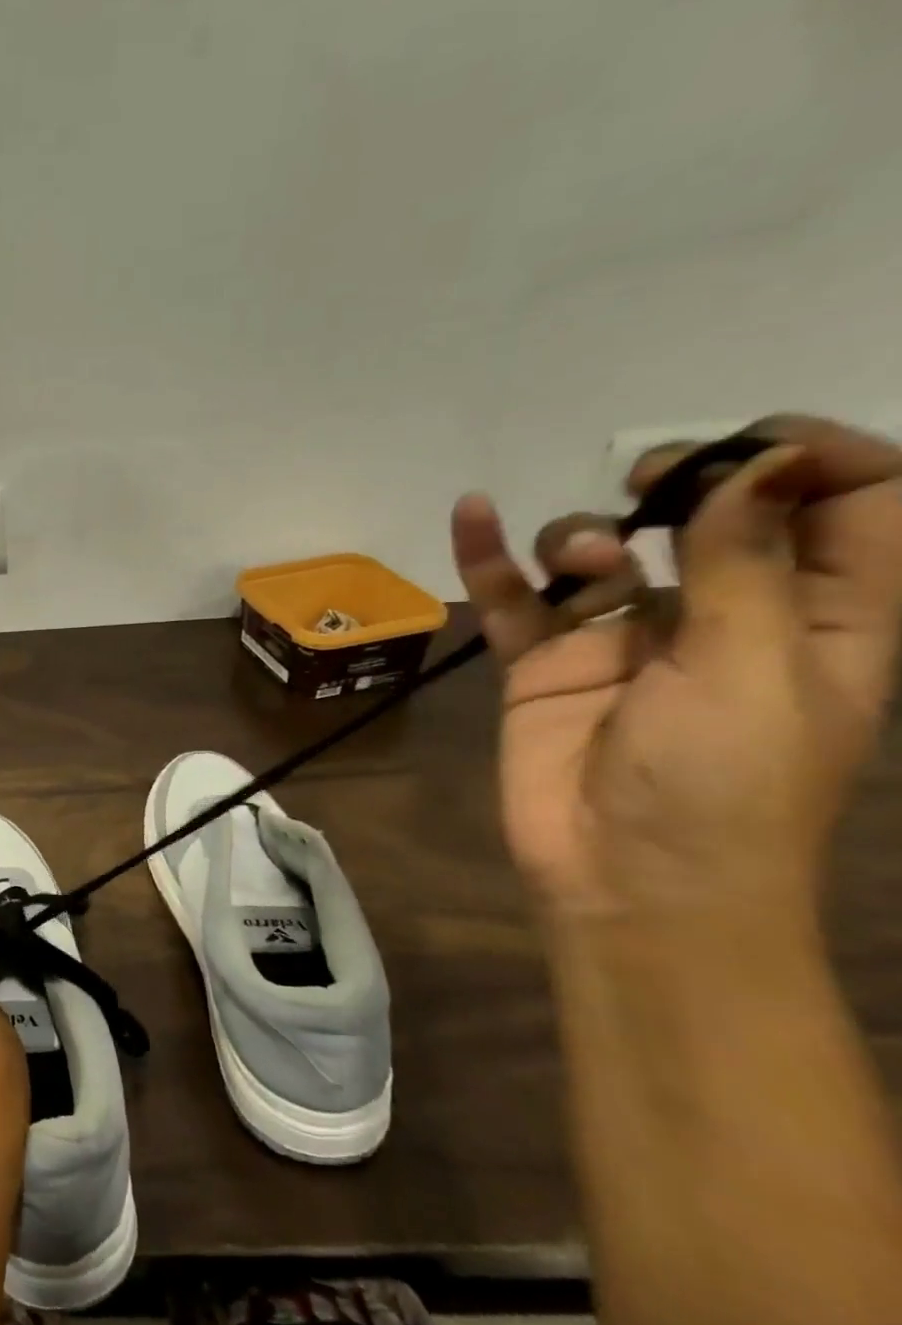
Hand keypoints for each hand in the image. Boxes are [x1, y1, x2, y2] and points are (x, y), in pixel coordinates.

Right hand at [451, 414, 901, 927]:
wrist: (625, 876)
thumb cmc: (724, 783)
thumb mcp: (755, 668)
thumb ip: (747, 563)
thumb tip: (757, 462)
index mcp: (819, 617)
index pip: (854, 505)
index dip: (812, 459)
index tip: (746, 448)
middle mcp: (722, 617)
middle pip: (713, 516)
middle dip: (682, 482)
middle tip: (647, 484)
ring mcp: (621, 639)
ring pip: (601, 553)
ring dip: (580, 534)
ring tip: (570, 559)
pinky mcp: (544, 663)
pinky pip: (514, 599)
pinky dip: (488, 558)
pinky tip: (470, 514)